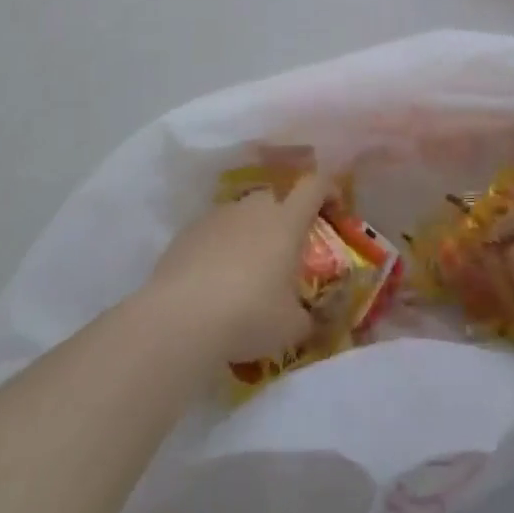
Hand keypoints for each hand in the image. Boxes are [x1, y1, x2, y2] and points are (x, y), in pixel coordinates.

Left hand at [146, 176, 331, 364]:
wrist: (179, 318)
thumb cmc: (248, 315)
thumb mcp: (291, 327)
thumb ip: (308, 319)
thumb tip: (311, 321)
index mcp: (286, 221)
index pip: (315, 185)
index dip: (329, 190)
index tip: (334, 209)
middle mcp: (254, 208)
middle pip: (277, 198)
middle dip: (286, 218)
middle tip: (287, 252)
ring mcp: (218, 216)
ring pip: (244, 215)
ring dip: (252, 233)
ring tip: (248, 271)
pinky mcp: (188, 232)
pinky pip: (215, 231)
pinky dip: (221, 247)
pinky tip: (215, 280)